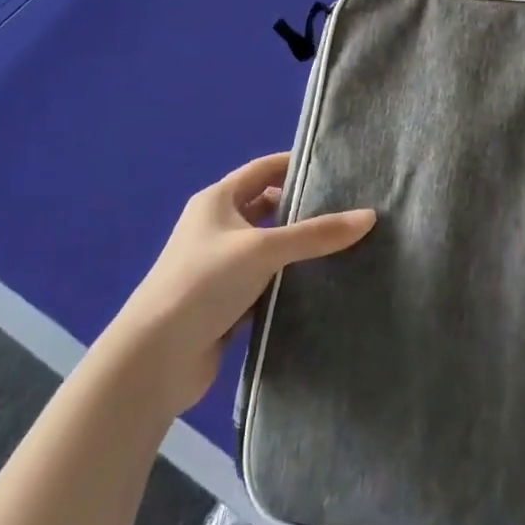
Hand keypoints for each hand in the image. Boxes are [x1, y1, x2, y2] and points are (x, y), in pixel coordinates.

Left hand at [114, 153, 375, 412]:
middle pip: (267, 208)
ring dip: (297, 248)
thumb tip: (370, 216)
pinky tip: (320, 284)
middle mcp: (216, 228)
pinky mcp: (225, 303)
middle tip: (349, 209)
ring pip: (268, 248)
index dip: (296, 164)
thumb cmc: (203, 283)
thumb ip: (317, 234)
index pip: (263, 169)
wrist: (155, 360)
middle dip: (302, 208)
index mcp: (216, 201)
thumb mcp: (264, 249)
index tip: (337, 167)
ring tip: (345, 245)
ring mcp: (219, 267)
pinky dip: (287, 281)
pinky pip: (265, 282)